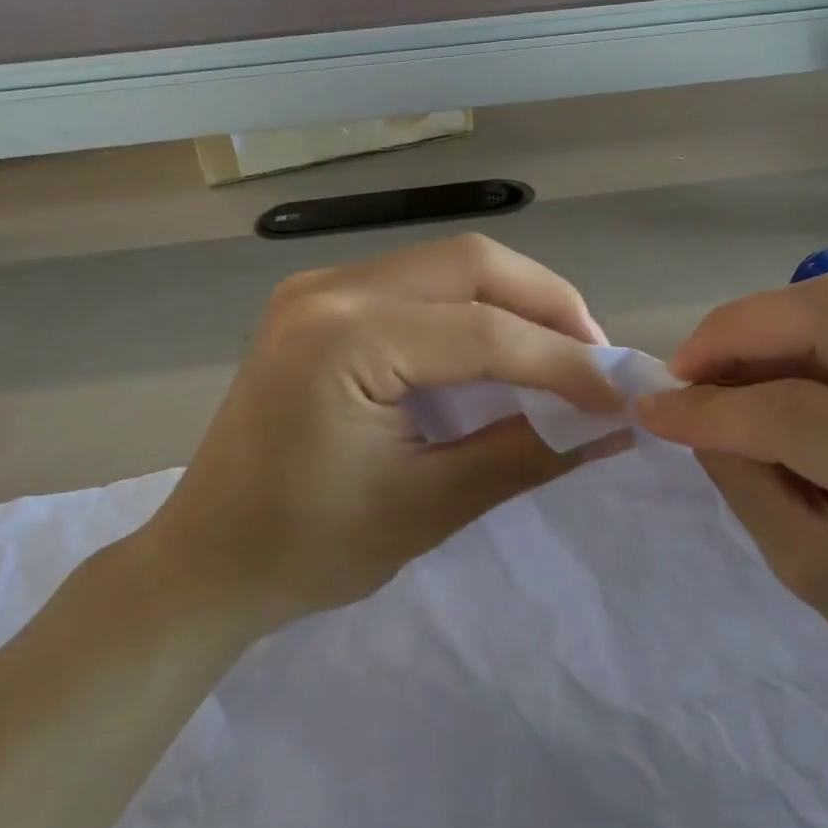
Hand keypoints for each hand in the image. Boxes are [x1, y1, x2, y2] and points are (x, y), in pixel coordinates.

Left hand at [136, 235, 624, 631]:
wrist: (206, 561)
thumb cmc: (307, 549)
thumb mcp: (429, 506)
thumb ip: (527, 453)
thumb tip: (614, 427)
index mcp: (345, 338)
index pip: (484, 332)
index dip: (565, 362)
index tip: (620, 396)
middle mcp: (329, 289)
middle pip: (472, 265)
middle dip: (548, 307)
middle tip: (595, 361)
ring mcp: (318, 288)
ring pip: (448, 266)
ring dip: (514, 303)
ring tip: (561, 356)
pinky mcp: (319, 304)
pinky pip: (417, 286)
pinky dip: (471, 311)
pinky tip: (499, 351)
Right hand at [636, 275, 827, 719]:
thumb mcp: (814, 571)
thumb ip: (745, 478)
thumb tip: (686, 405)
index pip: (803, 410)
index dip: (712, 404)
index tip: (652, 406)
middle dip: (737, 330)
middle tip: (687, 371)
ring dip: (770, 331)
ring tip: (727, 379)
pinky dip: (813, 345)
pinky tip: (792, 386)